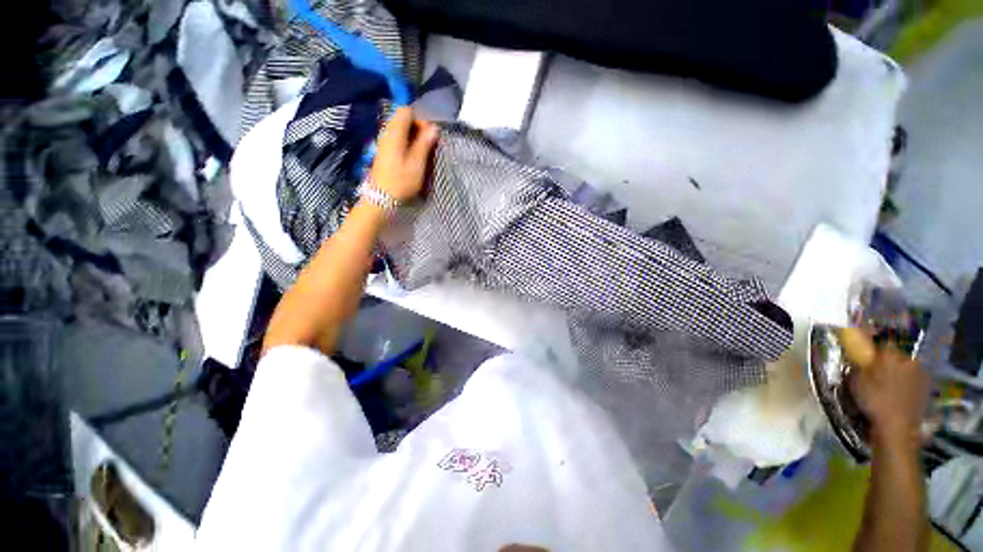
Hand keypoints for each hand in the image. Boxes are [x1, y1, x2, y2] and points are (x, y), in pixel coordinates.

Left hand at [368, 107, 438, 202]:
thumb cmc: (401, 181)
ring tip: (422, 152)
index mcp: (395, 133)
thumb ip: (425, 143)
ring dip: (412, 136)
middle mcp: (387, 133)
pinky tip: (412, 156)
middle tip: (427, 144)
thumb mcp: (417, 164)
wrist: (381, 198)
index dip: (419, 118)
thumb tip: (434, 128)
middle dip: (417, 127)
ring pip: (399, 129)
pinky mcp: (384, 151)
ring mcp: (383, 142)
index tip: (429, 134)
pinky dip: (406, 143)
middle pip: (402, 119)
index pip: (406, 111)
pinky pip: (396, 139)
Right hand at [850, 344, 928, 449]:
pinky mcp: (926, 388)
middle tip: (879, 374)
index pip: (883, 344)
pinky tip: (900, 395)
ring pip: (907, 369)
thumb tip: (859, 360)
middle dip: (890, 363)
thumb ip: (859, 366)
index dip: (876, 351)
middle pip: (898, 356)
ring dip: (900, 374)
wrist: (897, 426)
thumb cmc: (874, 400)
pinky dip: (908, 385)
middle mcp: (908, 359)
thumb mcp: (856, 381)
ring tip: (890, 386)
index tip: (869, 359)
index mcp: (890, 355)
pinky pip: (914, 381)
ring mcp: (920, 374)